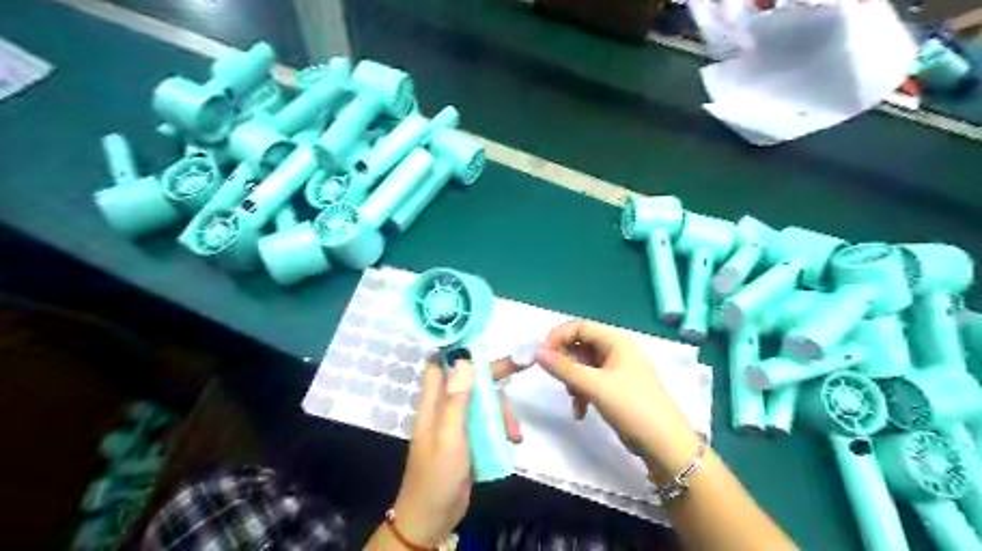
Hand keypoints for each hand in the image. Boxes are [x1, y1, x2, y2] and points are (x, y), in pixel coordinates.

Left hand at [389, 358, 520, 546]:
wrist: (432, 518)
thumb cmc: (436, 475)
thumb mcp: (448, 436)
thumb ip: (456, 400)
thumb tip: (466, 359)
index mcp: (434, 402)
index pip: (441, 363)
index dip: (458, 349)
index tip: (483, 340)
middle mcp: (445, 407)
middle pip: (471, 380)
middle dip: (494, 375)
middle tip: (522, 366)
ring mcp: (458, 424)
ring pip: (484, 403)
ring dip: (503, 413)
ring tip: (515, 435)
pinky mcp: (469, 440)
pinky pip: (488, 424)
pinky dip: (501, 428)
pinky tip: (512, 442)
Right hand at [533, 321, 701, 478]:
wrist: (664, 444)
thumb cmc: (630, 406)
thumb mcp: (594, 385)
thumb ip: (564, 368)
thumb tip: (538, 352)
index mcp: (617, 342)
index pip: (581, 327)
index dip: (559, 337)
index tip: (542, 354)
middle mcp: (618, 352)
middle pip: (582, 346)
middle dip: (567, 363)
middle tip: (555, 378)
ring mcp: (620, 371)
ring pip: (586, 366)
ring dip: (574, 381)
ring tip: (572, 399)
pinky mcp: (619, 389)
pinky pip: (593, 382)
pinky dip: (583, 393)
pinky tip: (581, 411)